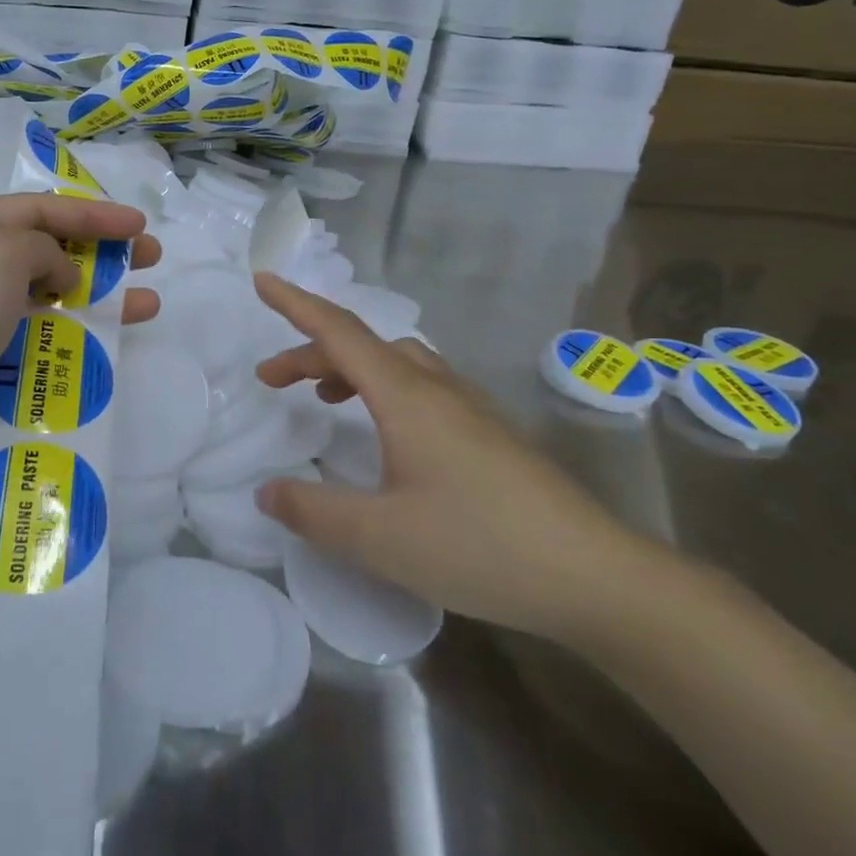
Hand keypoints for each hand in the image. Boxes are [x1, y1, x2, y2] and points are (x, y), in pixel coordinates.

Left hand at [0, 194, 160, 492]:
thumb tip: (58, 275)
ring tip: (146, 305)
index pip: (37, 209)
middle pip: (44, 250)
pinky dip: (71, 335)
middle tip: (150, 258)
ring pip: (46, 297)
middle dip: (101, 251)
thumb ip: (43, 248)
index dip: (93, 213)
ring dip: (97, 297)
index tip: (138, 226)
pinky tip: (104, 343)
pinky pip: (35, 337)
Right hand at [251, 272, 656, 641]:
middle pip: (364, 347)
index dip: (296, 305)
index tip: (262, 281)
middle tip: (272, 381)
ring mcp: (471, 408)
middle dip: (311, 352)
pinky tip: (388, 434)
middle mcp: (439, 388)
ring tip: (324, 399)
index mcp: (407, 397)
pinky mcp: (491, 433)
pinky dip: (385, 389)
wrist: (593, 574)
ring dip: (351, 368)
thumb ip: (314, 512)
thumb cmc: (479, 546)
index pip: (340, 333)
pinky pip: (424, 386)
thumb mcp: (380, 537)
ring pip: (398, 364)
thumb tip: (267, 491)